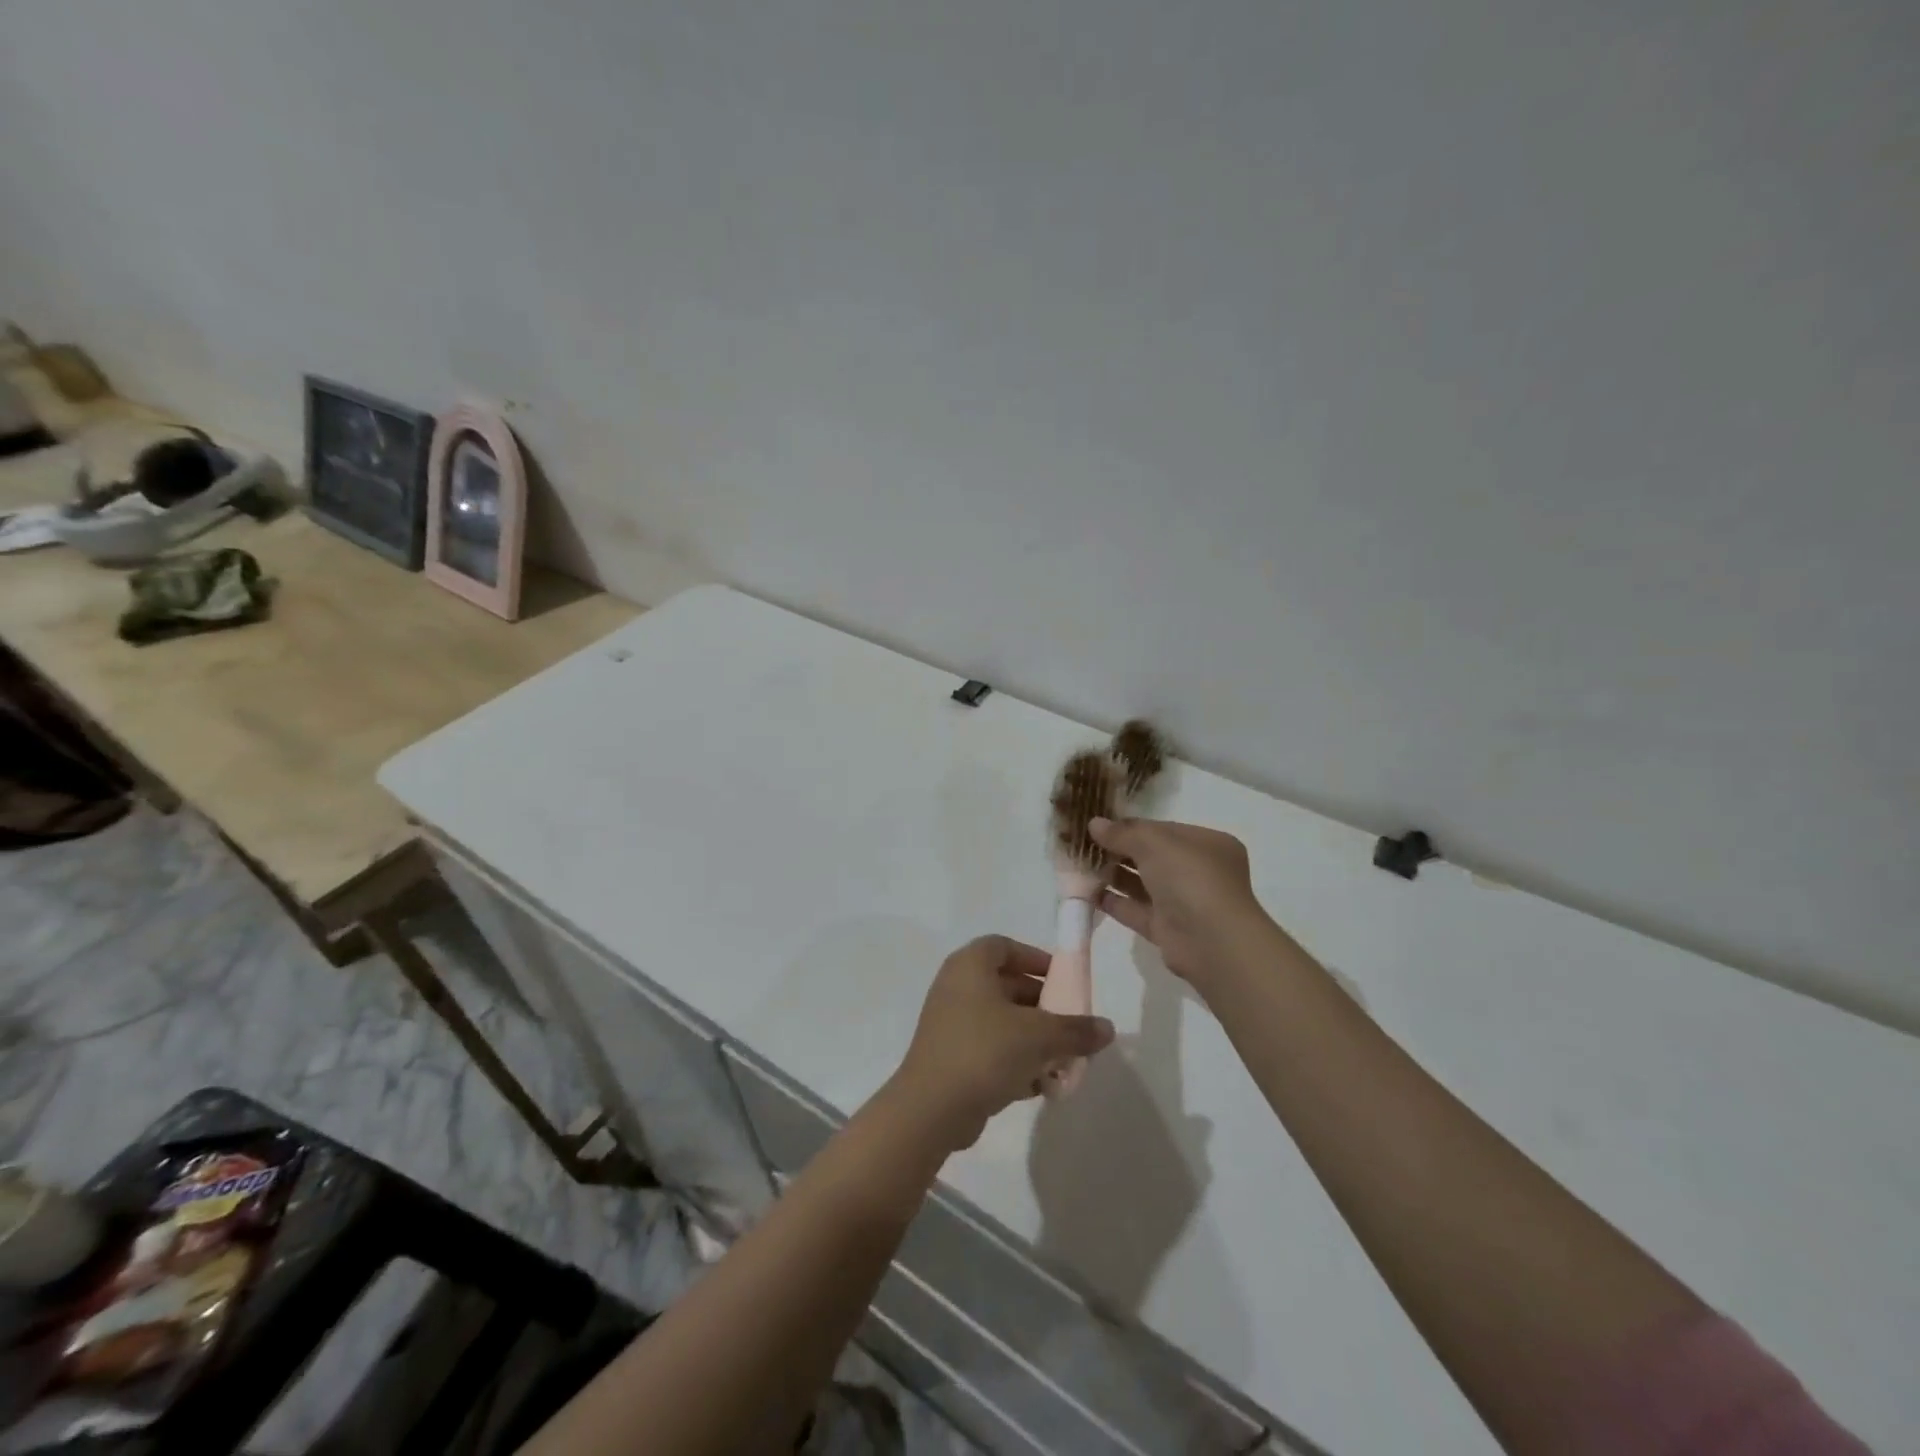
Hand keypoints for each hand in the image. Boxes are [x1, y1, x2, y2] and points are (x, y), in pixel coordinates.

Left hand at [889, 937, 1114, 1151]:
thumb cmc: (985, 1051)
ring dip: (1031, 1036)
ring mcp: (949, 1022)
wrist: (931, 1108)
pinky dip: (1013, 1058)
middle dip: (1041, 1004)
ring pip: (999, 1019)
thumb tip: (1108, 1028)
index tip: (1062, 980)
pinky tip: (1039, 1084)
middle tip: (1069, 1023)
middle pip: (1006, 984)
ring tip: (1061, 1058)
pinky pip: (988, 1047)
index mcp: (971, 965)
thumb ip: (1075, 1030)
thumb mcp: (1039, 1037)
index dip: (1035, 958)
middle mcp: (956, 986)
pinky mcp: (949, 1056)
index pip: (1005, 946)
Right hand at [1090, 816, 1277, 985]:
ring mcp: (1185, 903)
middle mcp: (1199, 872)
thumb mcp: (1154, 843)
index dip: (1132, 826)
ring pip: (1143, 884)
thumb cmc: (1190, 878)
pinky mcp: (1169, 930)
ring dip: (1114, 875)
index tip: (1101, 825)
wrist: (1212, 941)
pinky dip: (1115, 902)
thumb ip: (1122, 832)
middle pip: (1153, 856)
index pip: (1164, 830)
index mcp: (1207, 844)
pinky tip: (1088, 893)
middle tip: (1085, 845)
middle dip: (1120, 850)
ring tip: (1080, 866)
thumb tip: (1094, 823)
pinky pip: (1137, 911)